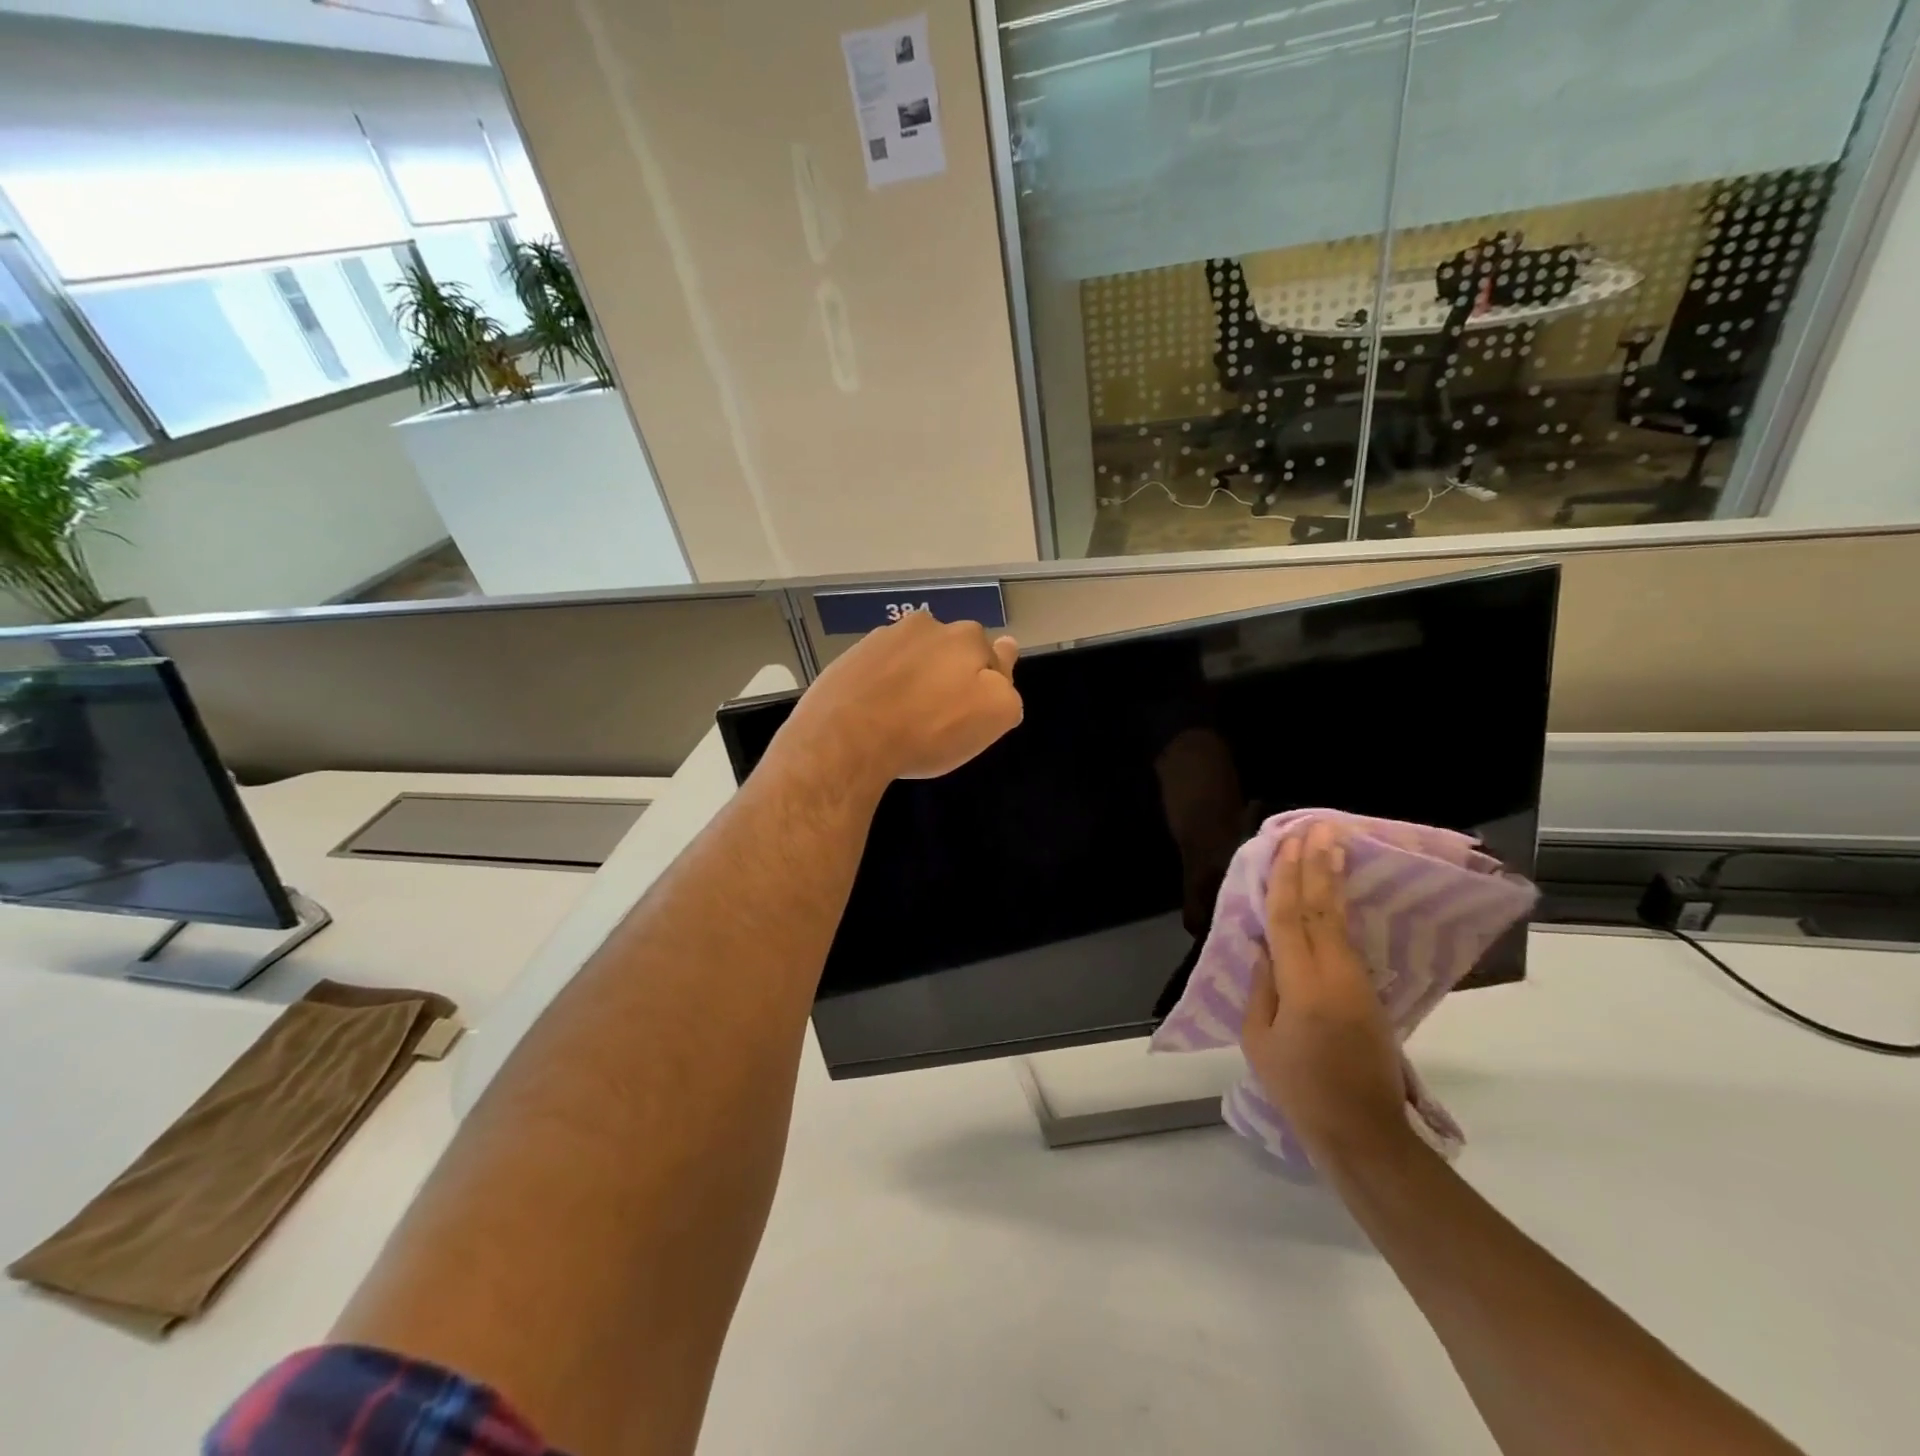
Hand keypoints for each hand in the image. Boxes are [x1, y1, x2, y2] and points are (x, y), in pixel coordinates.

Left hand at [779, 611, 1022, 789]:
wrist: (846, 738)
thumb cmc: (929, 730)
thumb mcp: (994, 716)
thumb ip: (1009, 688)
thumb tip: (1005, 659)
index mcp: (967, 637)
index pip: (993, 656)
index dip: (988, 684)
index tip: (973, 708)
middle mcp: (927, 625)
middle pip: (951, 653)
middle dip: (952, 676)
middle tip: (941, 717)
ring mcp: (884, 638)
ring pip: (914, 657)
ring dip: (916, 677)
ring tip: (904, 716)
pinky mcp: (851, 656)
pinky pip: (880, 669)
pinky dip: (884, 685)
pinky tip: (877, 712)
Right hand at [1240, 820, 1411, 1169]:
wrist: (1364, 1132)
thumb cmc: (1300, 1089)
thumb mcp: (1260, 1040)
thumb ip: (1262, 987)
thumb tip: (1264, 946)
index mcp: (1303, 987)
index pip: (1291, 920)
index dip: (1287, 879)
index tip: (1288, 843)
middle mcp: (1336, 976)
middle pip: (1324, 910)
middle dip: (1319, 866)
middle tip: (1319, 827)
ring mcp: (1360, 983)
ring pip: (1342, 921)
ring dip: (1335, 880)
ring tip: (1333, 845)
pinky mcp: (1371, 994)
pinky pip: (1349, 940)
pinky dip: (1341, 909)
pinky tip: (1339, 892)